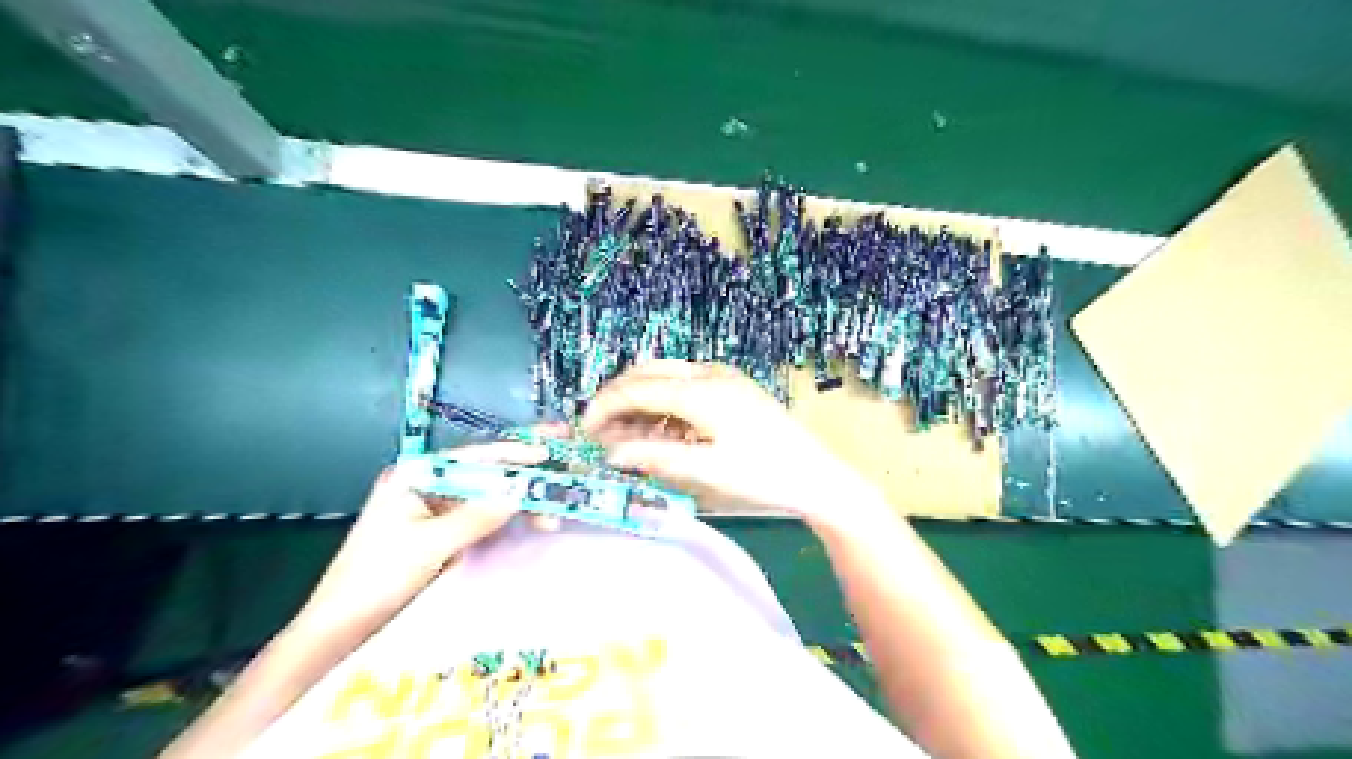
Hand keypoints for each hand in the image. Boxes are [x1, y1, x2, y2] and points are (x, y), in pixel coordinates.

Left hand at [304, 427, 561, 627]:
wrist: (340, 626)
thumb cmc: (377, 578)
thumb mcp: (429, 545)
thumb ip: (476, 516)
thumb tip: (519, 494)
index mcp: (415, 476)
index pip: (473, 456)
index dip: (513, 453)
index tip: (548, 452)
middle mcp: (427, 485)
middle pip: (484, 472)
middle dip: (522, 476)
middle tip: (562, 472)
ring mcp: (434, 508)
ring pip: (487, 496)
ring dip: (519, 504)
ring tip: (552, 517)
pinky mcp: (441, 531)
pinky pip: (482, 516)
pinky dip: (506, 520)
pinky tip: (530, 523)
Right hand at [581, 358, 889, 526]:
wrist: (817, 475)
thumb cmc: (762, 475)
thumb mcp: (705, 470)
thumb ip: (654, 457)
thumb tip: (609, 453)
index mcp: (701, 390)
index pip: (636, 388)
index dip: (604, 407)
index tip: (583, 431)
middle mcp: (709, 373)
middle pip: (647, 373)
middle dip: (618, 398)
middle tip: (600, 432)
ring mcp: (723, 377)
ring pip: (665, 377)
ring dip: (640, 401)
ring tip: (626, 436)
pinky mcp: (732, 388)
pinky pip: (685, 386)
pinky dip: (664, 404)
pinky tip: (660, 431)